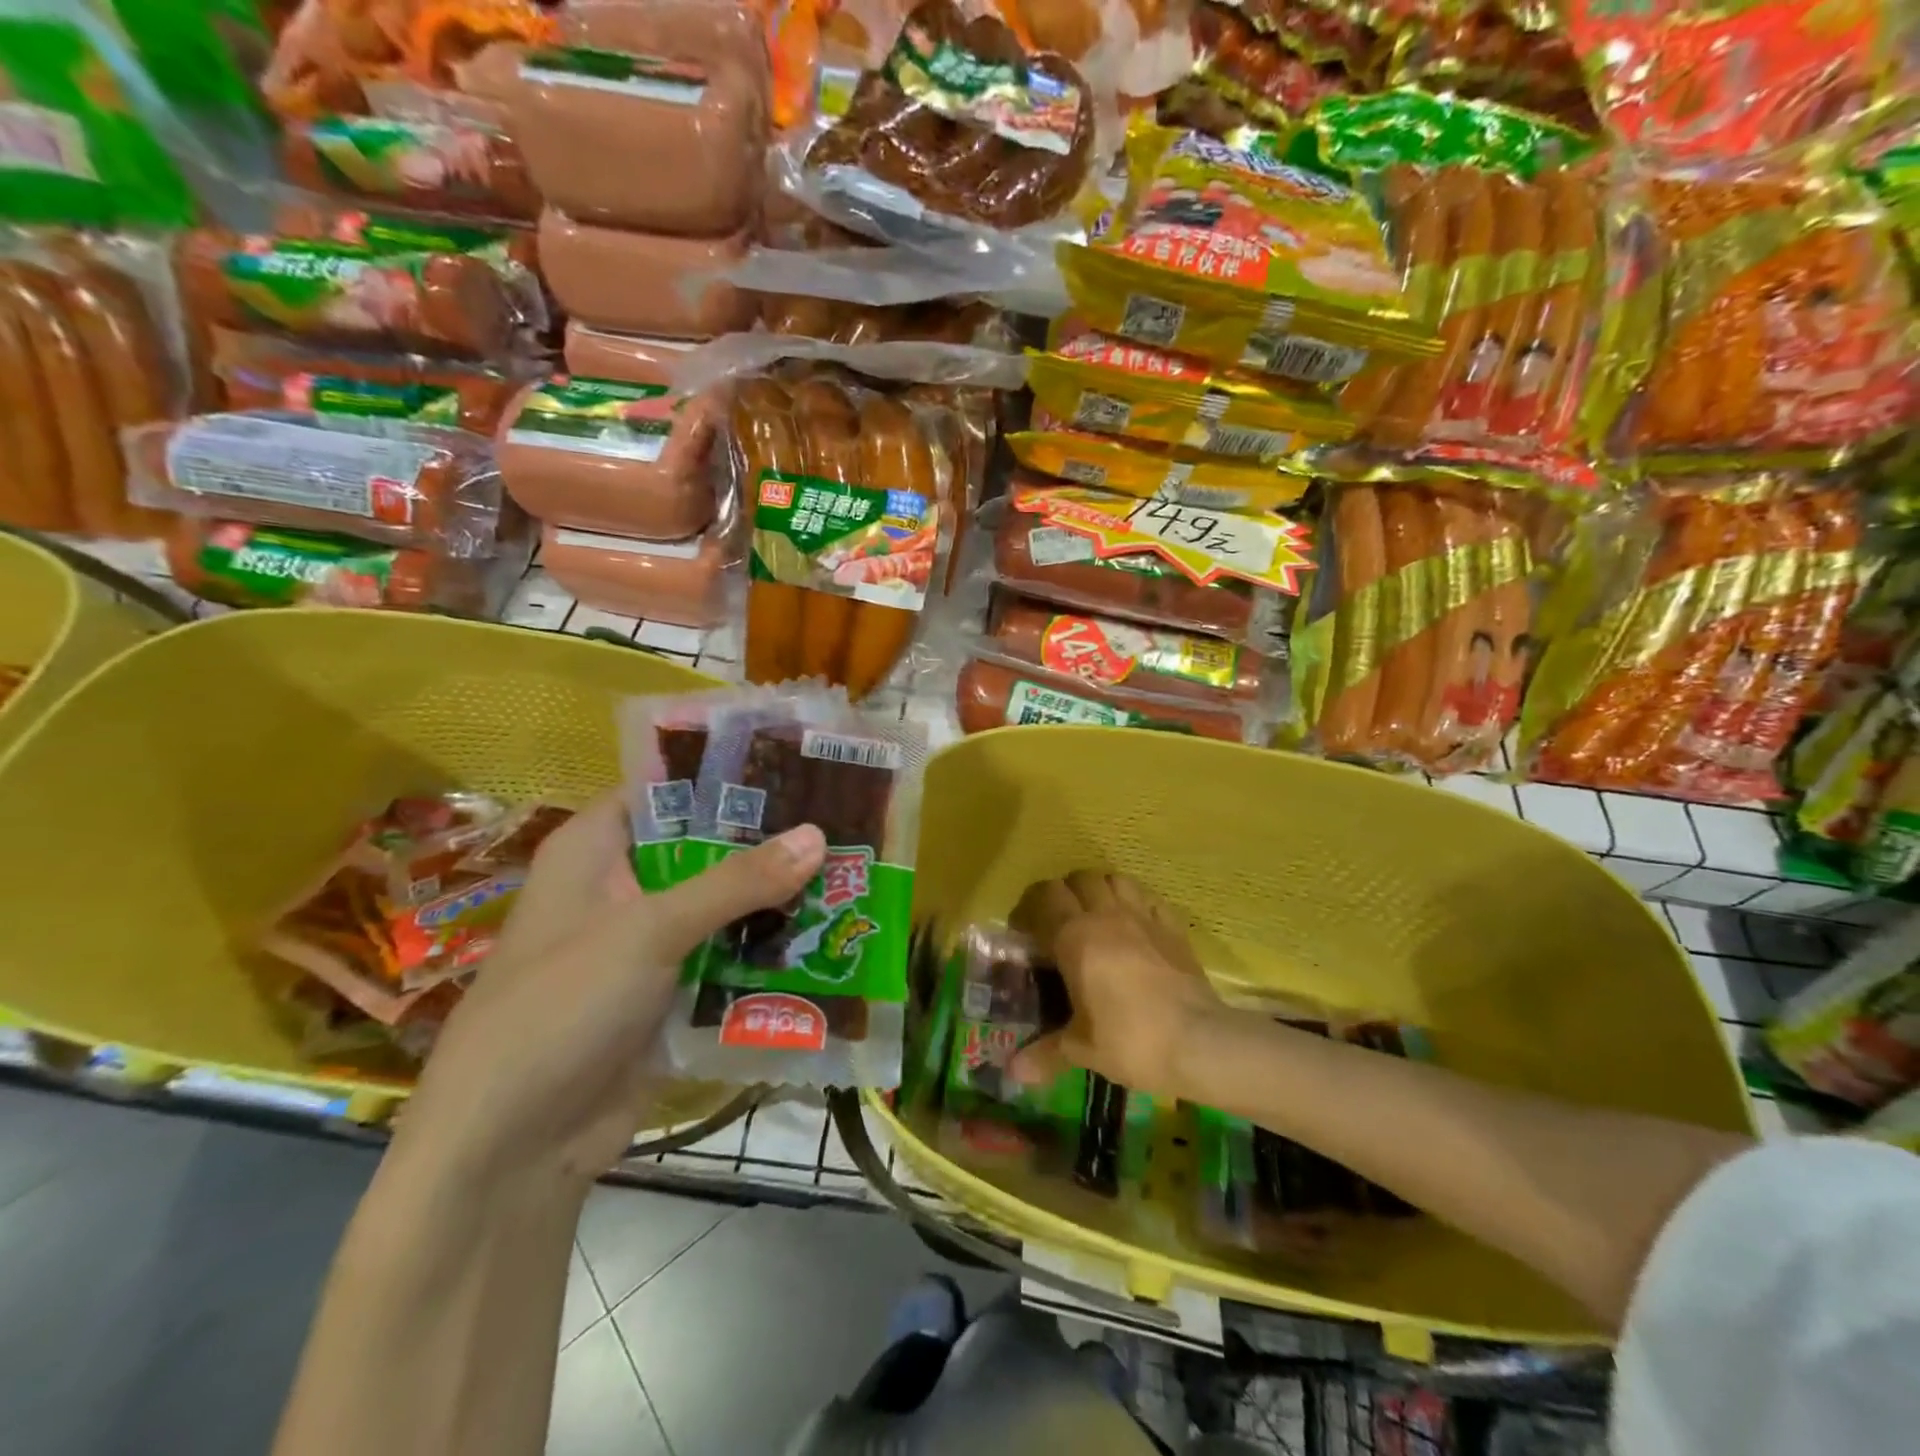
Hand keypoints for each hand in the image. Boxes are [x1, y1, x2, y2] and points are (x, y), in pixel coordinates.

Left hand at [396, 795, 825, 1188]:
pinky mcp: (671, 992)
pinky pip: (728, 955)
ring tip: (850, 868)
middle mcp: (622, 887)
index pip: (666, 788)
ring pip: (723, 904)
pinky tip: (828, 934)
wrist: (513, 1150)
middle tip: (841, 816)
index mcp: (595, 850)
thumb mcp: (649, 930)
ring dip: (775, 895)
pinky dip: (768, 948)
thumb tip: (818, 835)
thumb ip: (736, 881)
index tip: (795, 763)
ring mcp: (648, 943)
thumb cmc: (562, 1008)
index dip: (725, 773)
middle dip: (766, 838)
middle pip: (704, 846)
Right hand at [1007, 871, 1224, 1099]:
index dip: (1030, 908)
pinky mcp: (1173, 926)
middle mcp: (1106, 915)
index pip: (1044, 897)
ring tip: (1096, 915)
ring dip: (1100, 889)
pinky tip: (1135, 923)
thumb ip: (1045, 1053)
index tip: (1025, 933)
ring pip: (1115, 878)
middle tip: (1059, 923)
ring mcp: (1143, 916)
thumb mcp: (1082, 1050)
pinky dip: (1136, 901)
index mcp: (1075, 937)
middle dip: (1065, 894)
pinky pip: (1148, 897)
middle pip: (1078, 879)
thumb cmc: (1131, 1041)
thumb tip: (1014, 1073)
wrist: (1200, 1042)